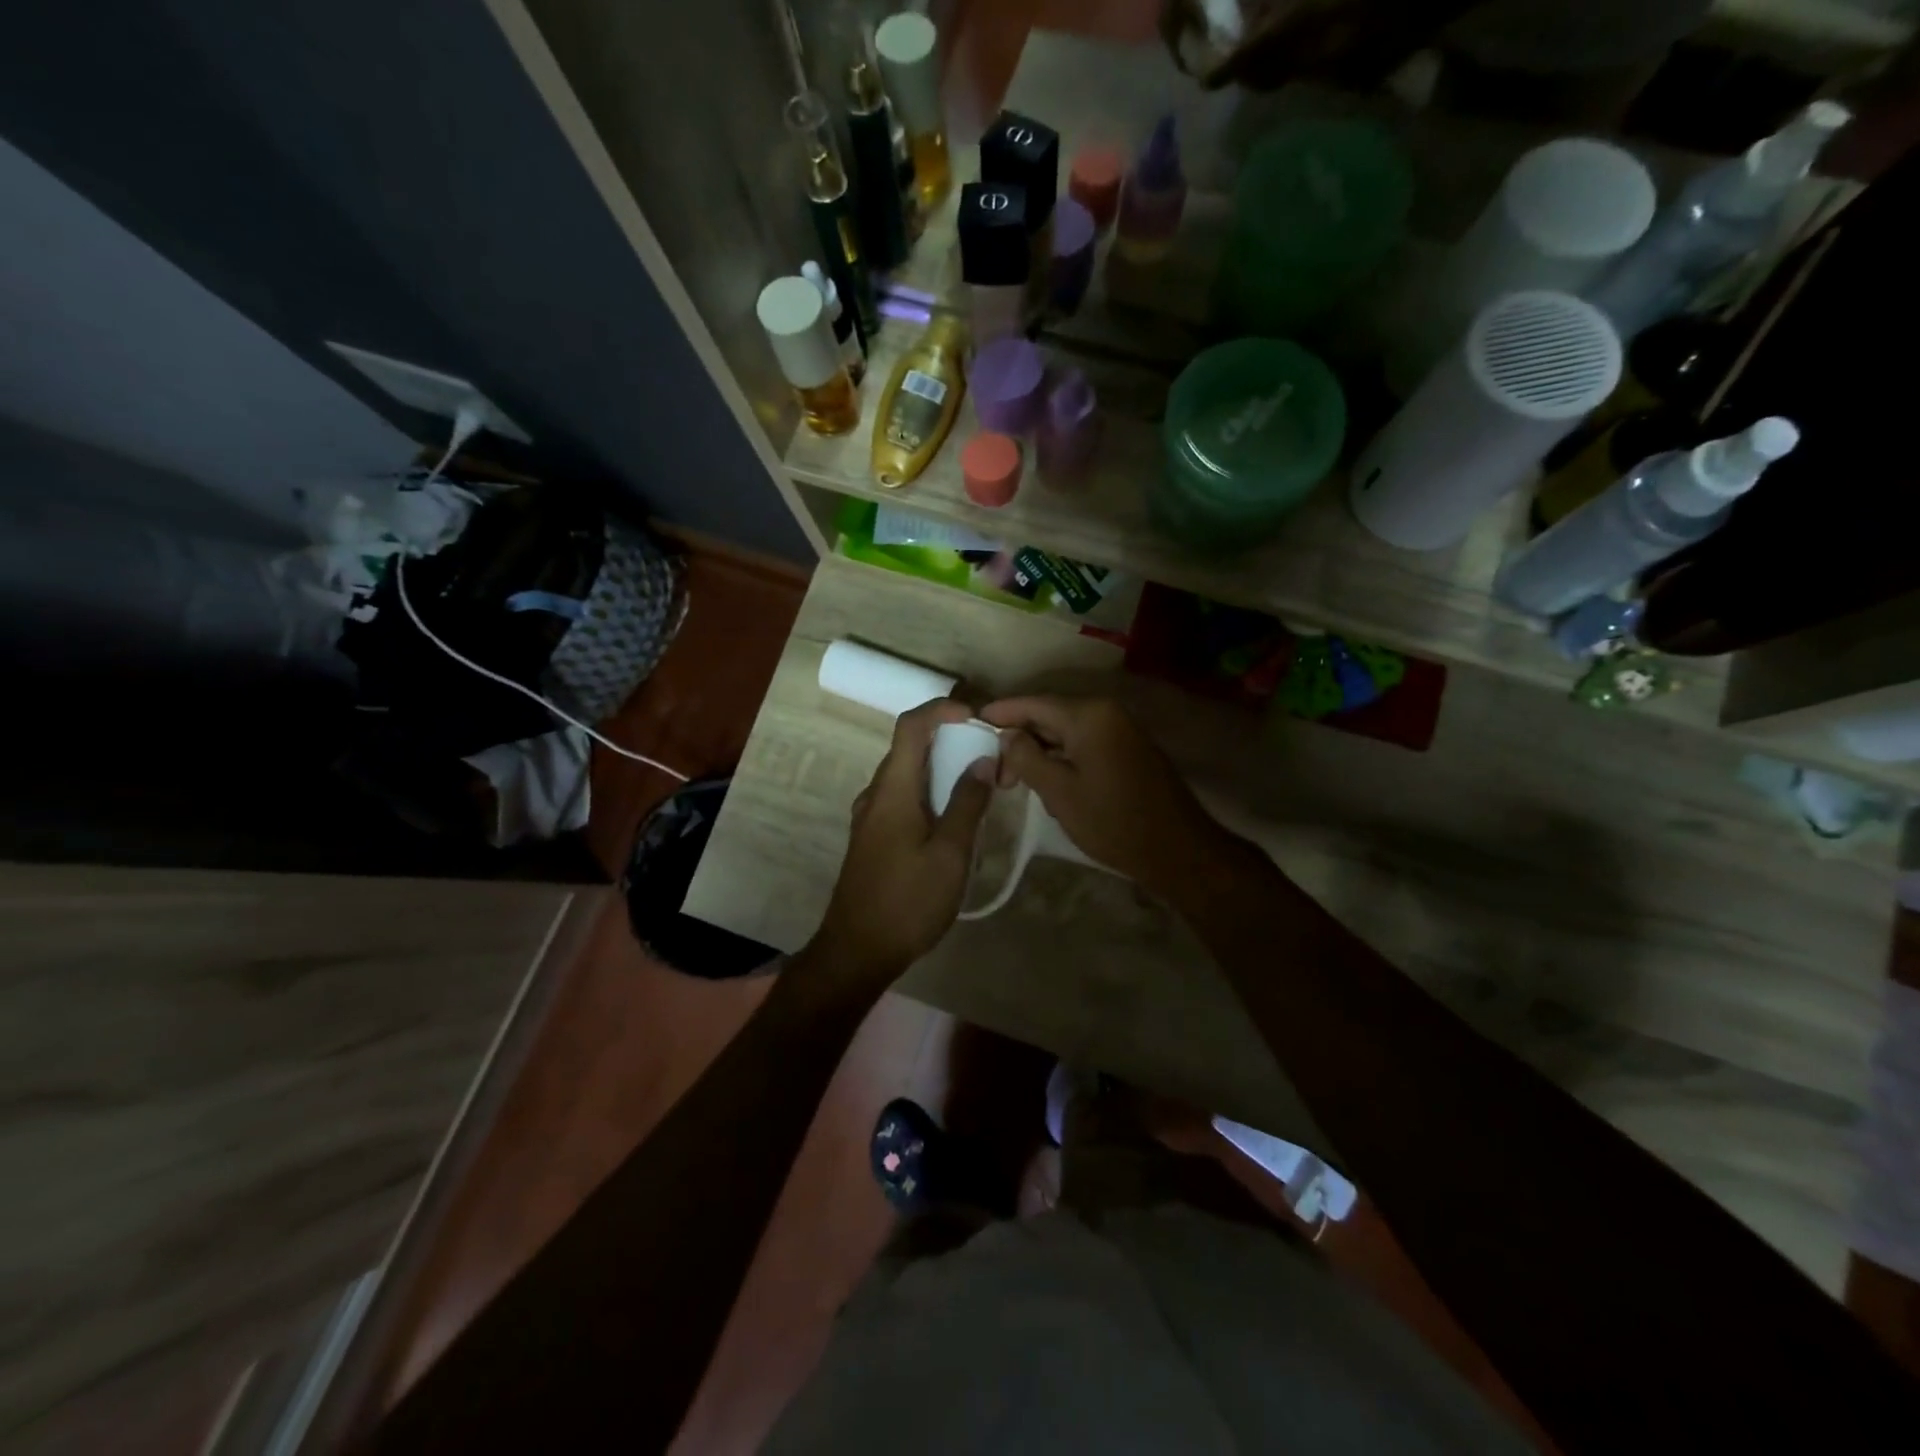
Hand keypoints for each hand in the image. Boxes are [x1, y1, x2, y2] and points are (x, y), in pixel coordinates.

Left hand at [806, 699, 993, 987]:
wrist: (856, 951)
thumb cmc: (907, 902)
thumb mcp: (949, 854)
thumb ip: (967, 804)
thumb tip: (982, 760)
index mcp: (893, 790)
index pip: (911, 726)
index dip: (942, 709)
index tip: (976, 716)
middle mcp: (876, 794)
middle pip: (910, 747)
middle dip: (949, 738)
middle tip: (989, 751)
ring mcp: (871, 817)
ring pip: (908, 774)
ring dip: (941, 767)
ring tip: (979, 782)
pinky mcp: (873, 838)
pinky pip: (903, 798)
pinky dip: (930, 792)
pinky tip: (954, 817)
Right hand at [980, 695, 1226, 898]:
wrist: (1176, 850)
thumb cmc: (1112, 820)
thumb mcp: (1059, 791)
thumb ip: (1026, 757)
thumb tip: (1007, 736)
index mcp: (1089, 715)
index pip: (1034, 703)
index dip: (1002, 712)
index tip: (974, 722)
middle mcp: (1106, 713)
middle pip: (1051, 715)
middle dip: (1020, 738)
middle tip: (994, 769)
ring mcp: (1121, 730)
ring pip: (1067, 732)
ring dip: (1040, 751)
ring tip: (1015, 780)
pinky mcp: (1128, 750)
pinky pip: (1085, 744)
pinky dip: (1062, 758)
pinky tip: (1048, 782)